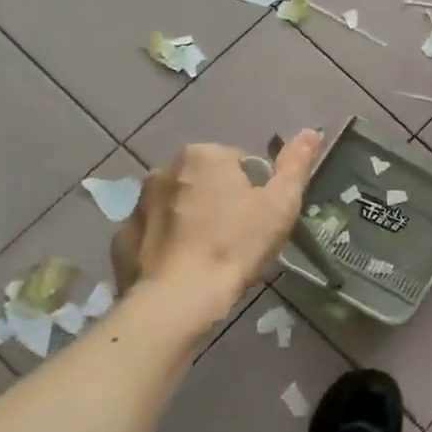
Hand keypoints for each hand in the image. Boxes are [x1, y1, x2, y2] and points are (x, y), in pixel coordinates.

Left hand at [111, 131, 321, 303]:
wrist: (176, 300)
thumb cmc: (235, 246)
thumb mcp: (280, 205)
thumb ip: (296, 165)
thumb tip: (311, 131)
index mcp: (205, 155)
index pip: (240, 164)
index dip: (255, 191)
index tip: (258, 220)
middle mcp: (165, 168)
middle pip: (206, 181)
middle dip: (221, 201)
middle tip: (237, 238)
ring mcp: (138, 203)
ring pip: (178, 204)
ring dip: (192, 219)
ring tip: (209, 255)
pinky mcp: (121, 236)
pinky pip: (154, 232)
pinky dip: (167, 243)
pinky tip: (182, 267)